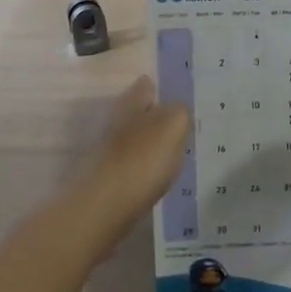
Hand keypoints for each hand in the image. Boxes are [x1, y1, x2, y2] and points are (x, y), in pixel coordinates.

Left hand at [78, 75, 191, 221]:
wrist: (106, 206)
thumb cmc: (143, 159)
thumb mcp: (174, 125)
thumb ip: (180, 112)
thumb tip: (178, 110)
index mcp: (131, 102)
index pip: (146, 85)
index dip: (162, 90)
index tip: (181, 102)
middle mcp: (117, 120)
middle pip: (140, 112)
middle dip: (158, 118)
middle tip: (184, 129)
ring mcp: (110, 149)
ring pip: (137, 138)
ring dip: (152, 143)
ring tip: (177, 153)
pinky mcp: (110, 175)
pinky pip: (134, 163)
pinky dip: (146, 166)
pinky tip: (160, 176)